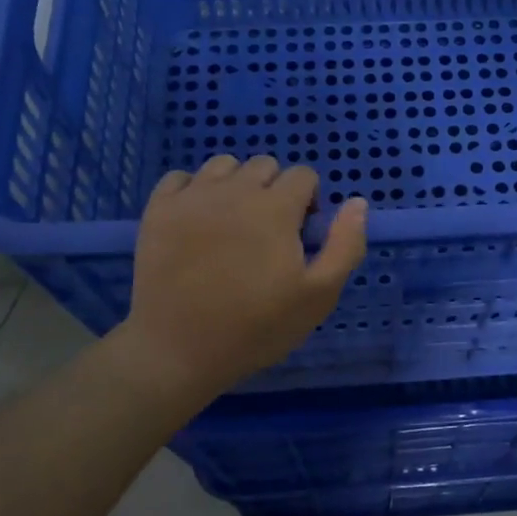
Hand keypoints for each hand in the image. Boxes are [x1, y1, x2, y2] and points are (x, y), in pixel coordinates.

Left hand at [118, 155, 367, 400]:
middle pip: (264, 166)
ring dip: (235, 185)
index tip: (300, 234)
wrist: (178, 349)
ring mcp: (192, 197)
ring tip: (232, 223)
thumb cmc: (256, 327)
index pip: (303, 175)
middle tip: (267, 232)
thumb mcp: (319, 296)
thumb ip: (345, 244)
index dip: (309, 201)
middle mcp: (234, 190)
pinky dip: (193, 191)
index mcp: (276, 208)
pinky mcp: (158, 210)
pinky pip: (180, 178)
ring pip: (223, 166)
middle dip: (274, 190)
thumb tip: (358, 202)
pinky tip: (196, 220)